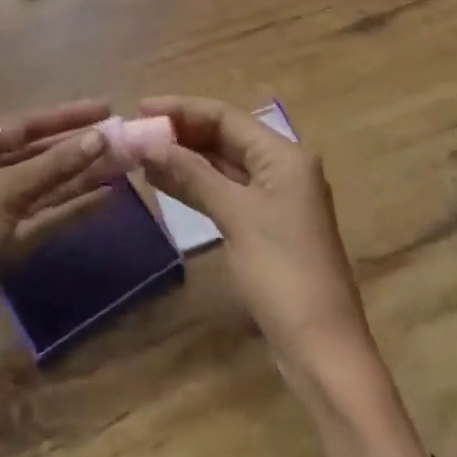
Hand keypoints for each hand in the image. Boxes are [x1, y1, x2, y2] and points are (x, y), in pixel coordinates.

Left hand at [0, 99, 111, 321]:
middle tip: (119, 138)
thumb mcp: (8, 189)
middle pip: (36, 152)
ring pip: (44, 182)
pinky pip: (44, 211)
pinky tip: (105, 196)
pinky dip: (71, 204)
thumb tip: (99, 137)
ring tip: (120, 163)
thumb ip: (55, 164)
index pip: (25, 124)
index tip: (104, 108)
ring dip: (79, 174)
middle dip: (76, 146)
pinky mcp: (7, 235)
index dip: (65, 116)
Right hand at [136, 95, 369, 370]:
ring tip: (139, 154)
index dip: (181, 109)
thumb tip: (148, 142)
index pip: (225, 116)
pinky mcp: (263, 224)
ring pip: (221, 164)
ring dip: (183, 158)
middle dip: (180, 133)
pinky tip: (162, 181)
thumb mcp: (235, 215)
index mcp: (283, 155)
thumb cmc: (282, 272)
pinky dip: (194, 184)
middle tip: (135, 133)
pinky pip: (223, 190)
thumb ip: (191, 174)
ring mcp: (273, 198)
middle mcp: (281, 168)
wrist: (321, 348)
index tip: (139, 108)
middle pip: (223, 137)